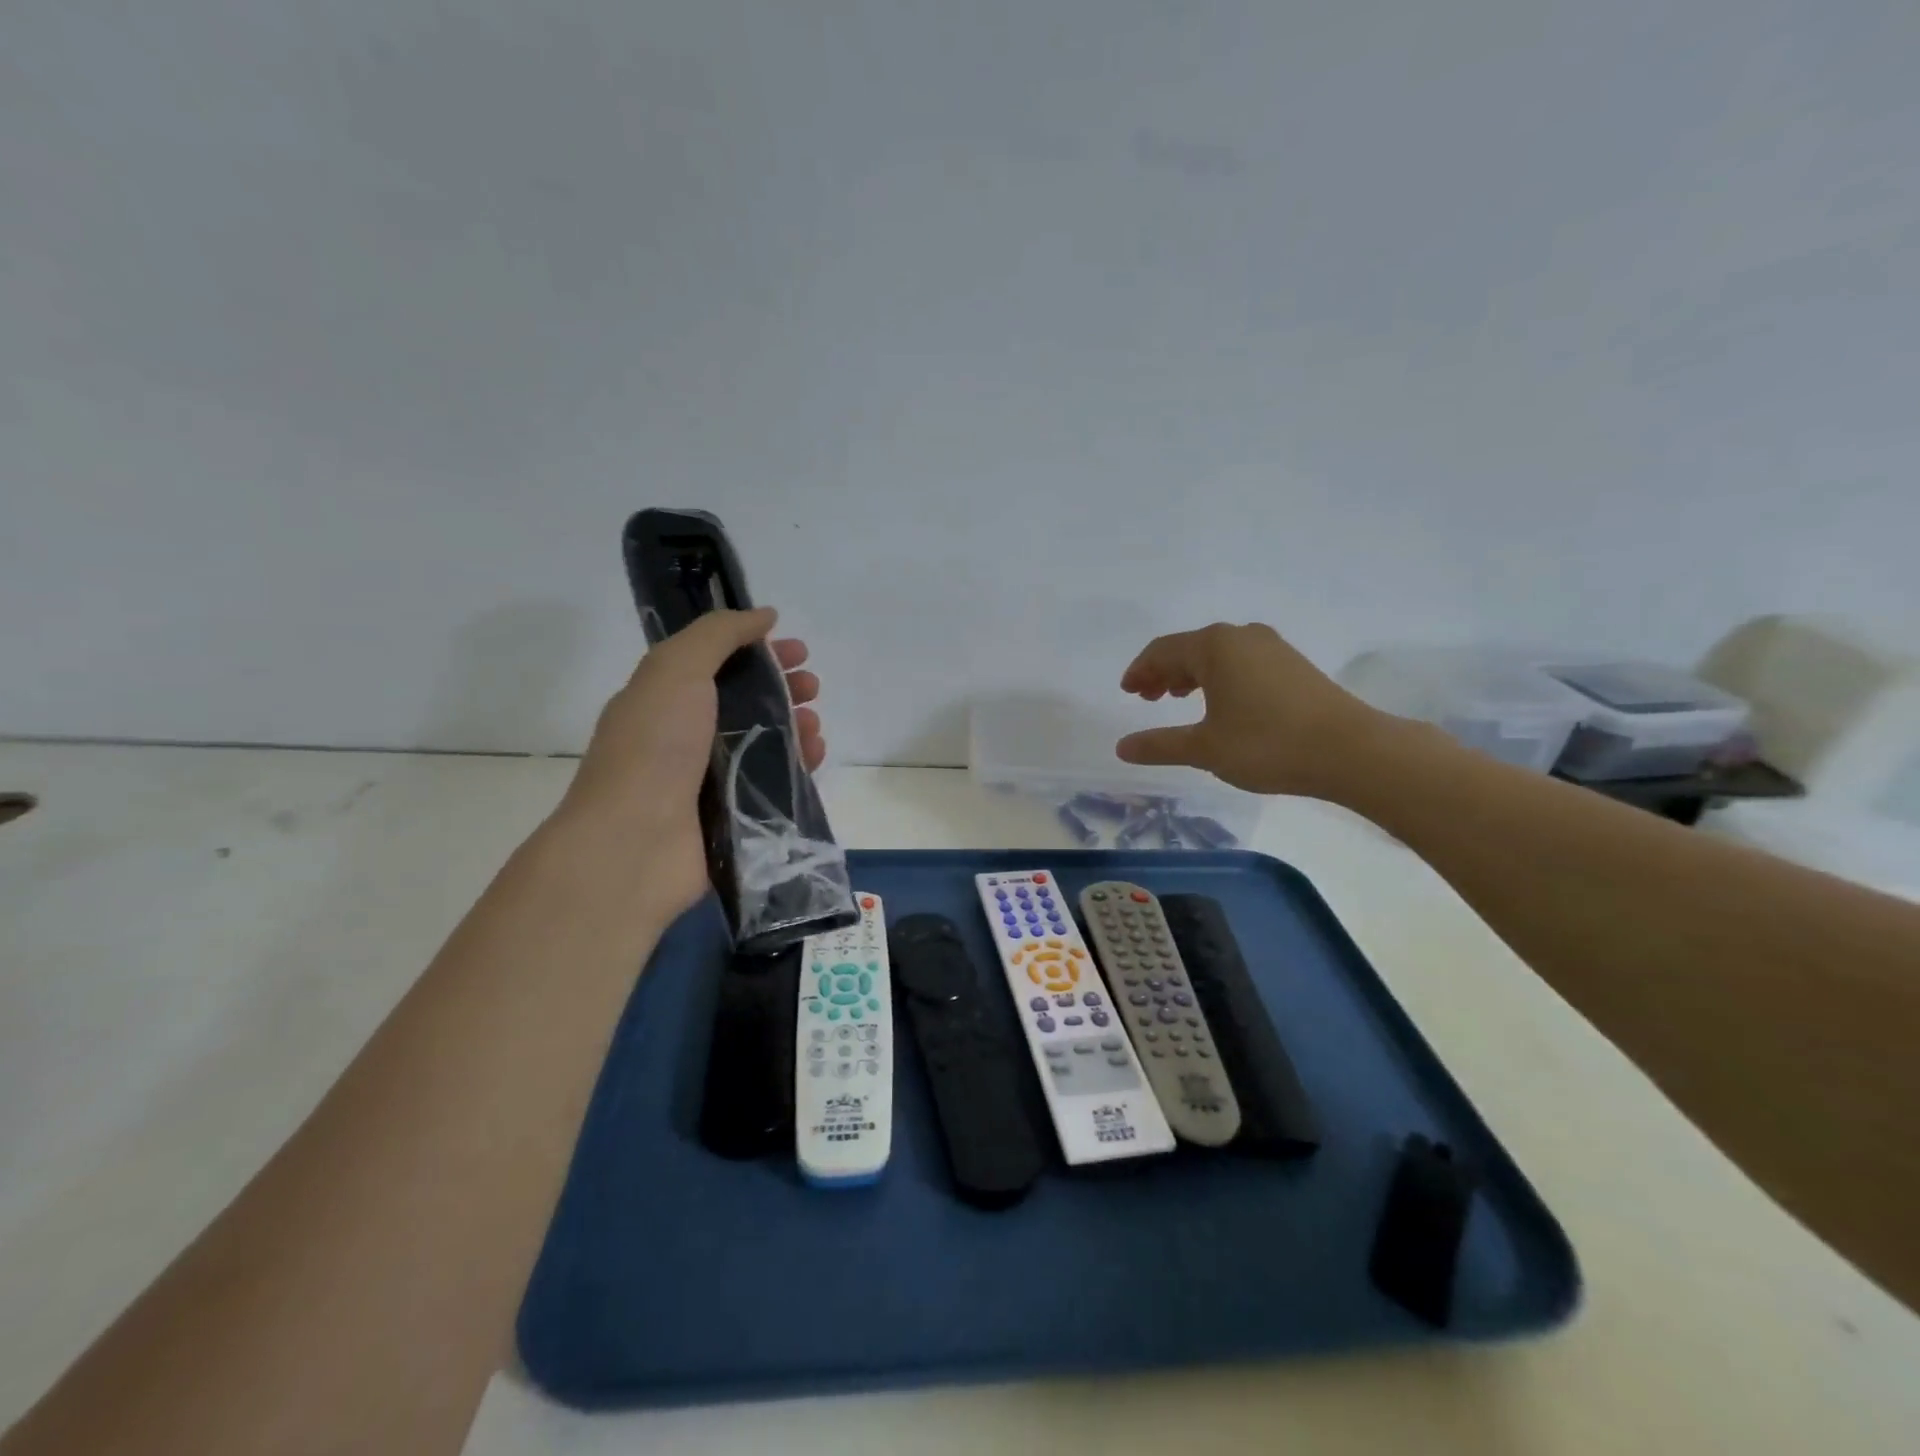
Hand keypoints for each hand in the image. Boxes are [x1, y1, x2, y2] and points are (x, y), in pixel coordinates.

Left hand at [554, 608, 825, 918]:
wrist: (635, 843)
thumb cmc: (653, 747)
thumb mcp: (676, 669)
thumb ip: (718, 634)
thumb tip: (763, 615)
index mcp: (666, 698)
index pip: (719, 663)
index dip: (758, 650)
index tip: (795, 649)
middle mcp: (688, 736)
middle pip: (747, 702)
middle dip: (784, 686)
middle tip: (812, 685)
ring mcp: (712, 778)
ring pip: (765, 741)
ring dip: (795, 724)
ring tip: (814, 722)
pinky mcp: (735, 814)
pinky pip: (776, 781)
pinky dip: (799, 763)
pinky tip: (816, 753)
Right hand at [1114, 622, 1386, 798]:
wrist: (1351, 751)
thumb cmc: (1267, 744)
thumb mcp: (1204, 748)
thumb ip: (1160, 745)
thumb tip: (1122, 747)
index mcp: (1214, 646)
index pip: (1162, 650)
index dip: (1139, 670)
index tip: (1127, 692)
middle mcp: (1241, 636)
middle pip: (1189, 648)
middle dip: (1163, 671)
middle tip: (1147, 698)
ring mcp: (1271, 647)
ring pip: (1217, 654)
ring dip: (1191, 674)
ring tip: (1177, 698)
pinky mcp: (1293, 664)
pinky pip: (1241, 661)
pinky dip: (1218, 677)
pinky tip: (1220, 703)